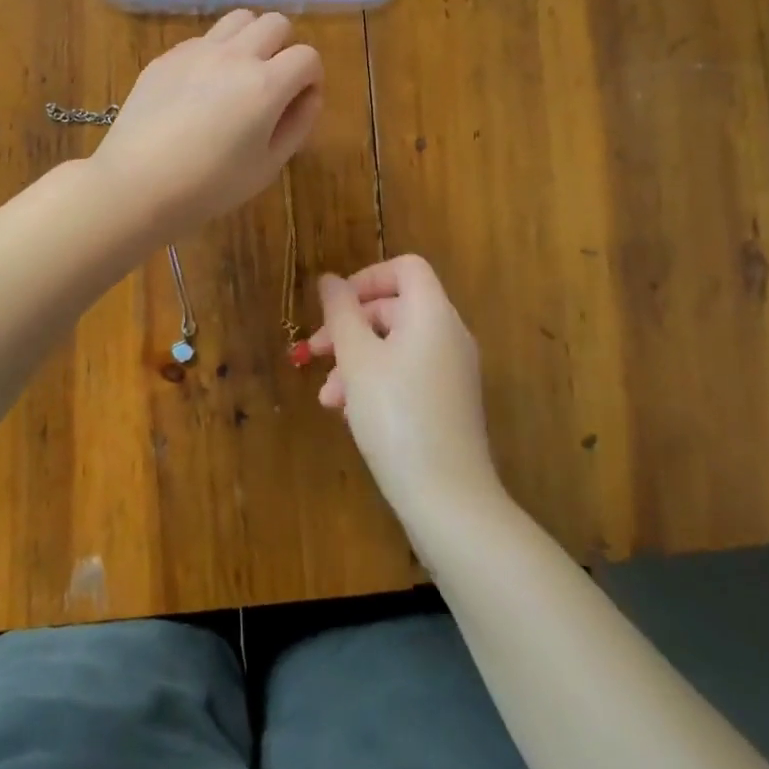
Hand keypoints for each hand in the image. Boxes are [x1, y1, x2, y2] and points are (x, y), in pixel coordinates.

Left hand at [93, 10, 323, 240]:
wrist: (136, 183)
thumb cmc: (209, 185)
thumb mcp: (267, 166)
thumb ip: (297, 125)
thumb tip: (310, 95)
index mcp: (266, 84)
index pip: (307, 56)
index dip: (312, 77)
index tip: (300, 100)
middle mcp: (235, 56)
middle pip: (275, 22)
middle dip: (284, 47)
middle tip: (273, 82)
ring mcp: (197, 50)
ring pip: (239, 18)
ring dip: (251, 38)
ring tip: (240, 72)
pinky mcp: (168, 56)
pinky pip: (203, 38)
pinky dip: (215, 52)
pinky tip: (200, 88)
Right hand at [310, 256, 502, 519]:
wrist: (449, 500)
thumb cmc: (396, 416)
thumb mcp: (356, 359)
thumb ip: (340, 313)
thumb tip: (330, 280)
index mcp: (432, 313)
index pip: (405, 268)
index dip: (367, 278)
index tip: (336, 306)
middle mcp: (449, 334)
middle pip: (395, 307)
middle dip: (351, 325)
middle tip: (316, 351)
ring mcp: (452, 371)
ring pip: (397, 345)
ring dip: (357, 359)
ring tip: (326, 394)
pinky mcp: (449, 403)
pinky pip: (409, 373)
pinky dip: (377, 380)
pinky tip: (348, 412)